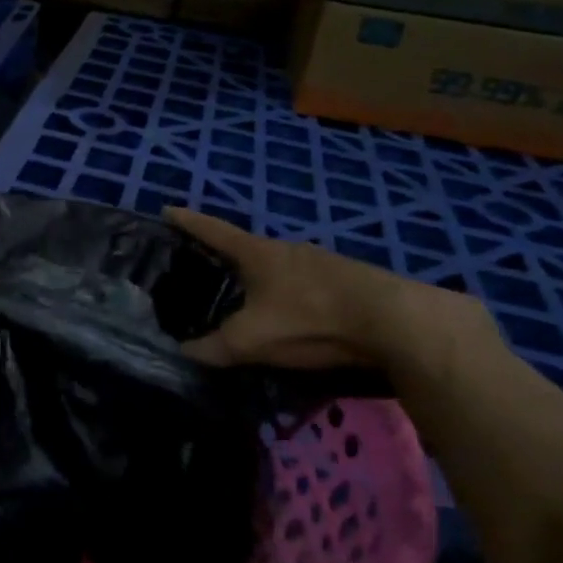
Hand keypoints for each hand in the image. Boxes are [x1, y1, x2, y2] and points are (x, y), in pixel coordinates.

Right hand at [165, 206, 479, 371]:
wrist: (396, 322)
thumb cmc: (311, 319)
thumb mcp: (253, 339)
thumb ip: (214, 347)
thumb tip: (182, 352)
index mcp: (257, 253)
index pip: (212, 231)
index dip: (188, 222)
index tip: (167, 209)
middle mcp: (286, 249)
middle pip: (246, 247)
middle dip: (224, 255)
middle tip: (203, 266)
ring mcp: (320, 262)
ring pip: (277, 266)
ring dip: (259, 277)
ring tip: (245, 295)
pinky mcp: (346, 281)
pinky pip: (303, 282)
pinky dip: (286, 292)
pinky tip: (290, 313)